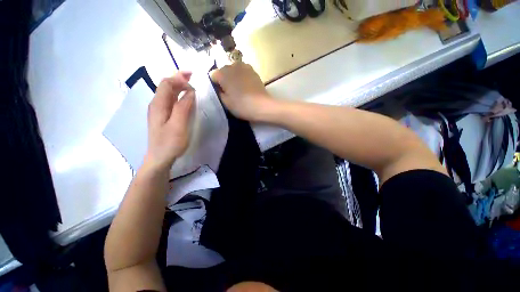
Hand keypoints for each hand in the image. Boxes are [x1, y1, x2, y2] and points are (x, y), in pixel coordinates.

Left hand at [144, 71, 194, 170]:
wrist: (159, 158)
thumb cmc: (169, 143)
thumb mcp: (178, 125)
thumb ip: (183, 107)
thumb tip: (190, 92)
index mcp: (158, 104)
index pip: (166, 83)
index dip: (179, 77)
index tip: (193, 78)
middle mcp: (156, 104)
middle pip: (166, 86)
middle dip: (179, 79)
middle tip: (194, 79)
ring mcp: (159, 111)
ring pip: (168, 93)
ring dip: (180, 87)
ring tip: (192, 86)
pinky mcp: (163, 117)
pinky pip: (171, 101)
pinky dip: (179, 96)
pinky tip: (186, 99)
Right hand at [210, 62, 274, 120]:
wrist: (262, 105)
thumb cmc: (241, 105)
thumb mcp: (225, 102)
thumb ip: (219, 93)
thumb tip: (219, 87)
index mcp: (223, 73)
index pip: (213, 76)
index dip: (215, 85)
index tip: (221, 93)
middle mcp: (232, 66)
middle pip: (224, 71)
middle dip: (225, 80)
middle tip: (230, 92)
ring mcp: (244, 66)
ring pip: (234, 70)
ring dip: (234, 77)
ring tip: (239, 89)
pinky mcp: (254, 71)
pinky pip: (243, 72)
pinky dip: (242, 77)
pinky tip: (247, 87)